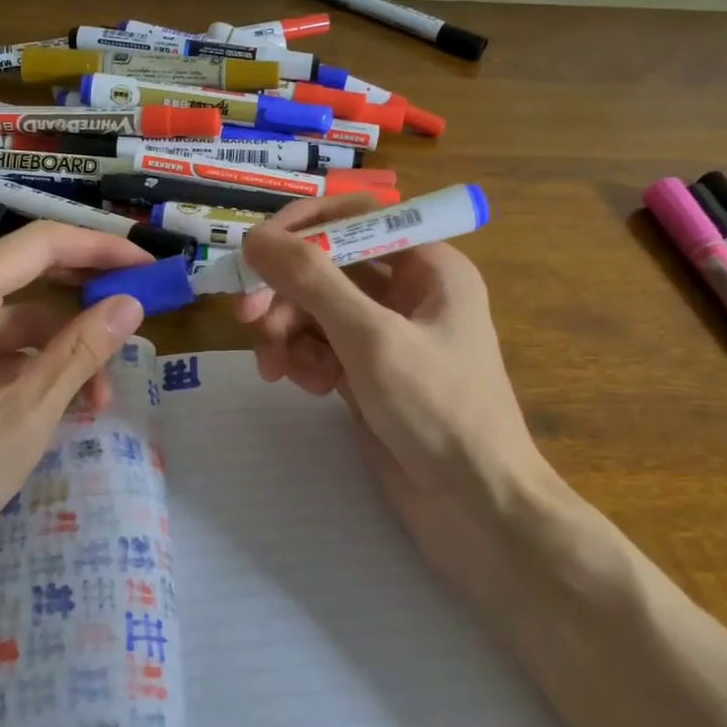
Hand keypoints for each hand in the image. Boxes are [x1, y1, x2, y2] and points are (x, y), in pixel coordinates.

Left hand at [0, 223, 146, 603]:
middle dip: (85, 298)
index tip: (150, 267)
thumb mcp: (24, 416)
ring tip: (97, 401)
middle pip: (27, 274)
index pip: (44, 243)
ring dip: (58, 348)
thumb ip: (80, 352)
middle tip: (136, 320)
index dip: (103, 248)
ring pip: (9, 320)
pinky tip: (52, 406)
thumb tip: (130, 304)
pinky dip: (24, 366)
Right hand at [234, 196, 563, 592]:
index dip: (301, 227)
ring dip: (289, 333)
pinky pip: (321, 345)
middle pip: (327, 266)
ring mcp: (386, 333)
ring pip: (316, 308)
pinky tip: (311, 388)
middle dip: (286, 292)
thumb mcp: (371, 339)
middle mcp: (408, 290)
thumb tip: (255, 237)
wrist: (477, 510)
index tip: (254, 251)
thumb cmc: (438, 411)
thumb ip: (312, 281)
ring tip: (280, 371)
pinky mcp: (368, 371)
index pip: (354, 217)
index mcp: (427, 264)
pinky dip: (306, 360)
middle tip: (249, 321)